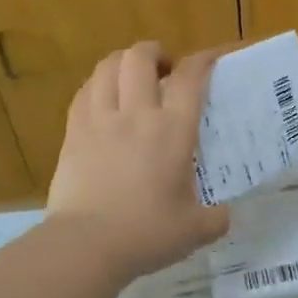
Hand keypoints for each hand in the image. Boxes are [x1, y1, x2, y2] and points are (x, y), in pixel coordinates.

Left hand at [47, 41, 229, 282]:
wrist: (86, 245)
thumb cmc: (146, 234)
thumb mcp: (194, 231)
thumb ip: (215, 218)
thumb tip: (224, 215)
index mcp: (173, 130)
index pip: (190, 77)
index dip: (203, 59)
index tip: (212, 58)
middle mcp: (137, 114)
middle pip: (141, 57)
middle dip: (155, 52)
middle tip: (164, 69)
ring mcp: (100, 120)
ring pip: (107, 67)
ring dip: (123, 62)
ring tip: (131, 77)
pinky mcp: (73, 133)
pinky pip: (84, 93)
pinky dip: (97, 85)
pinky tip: (102, 99)